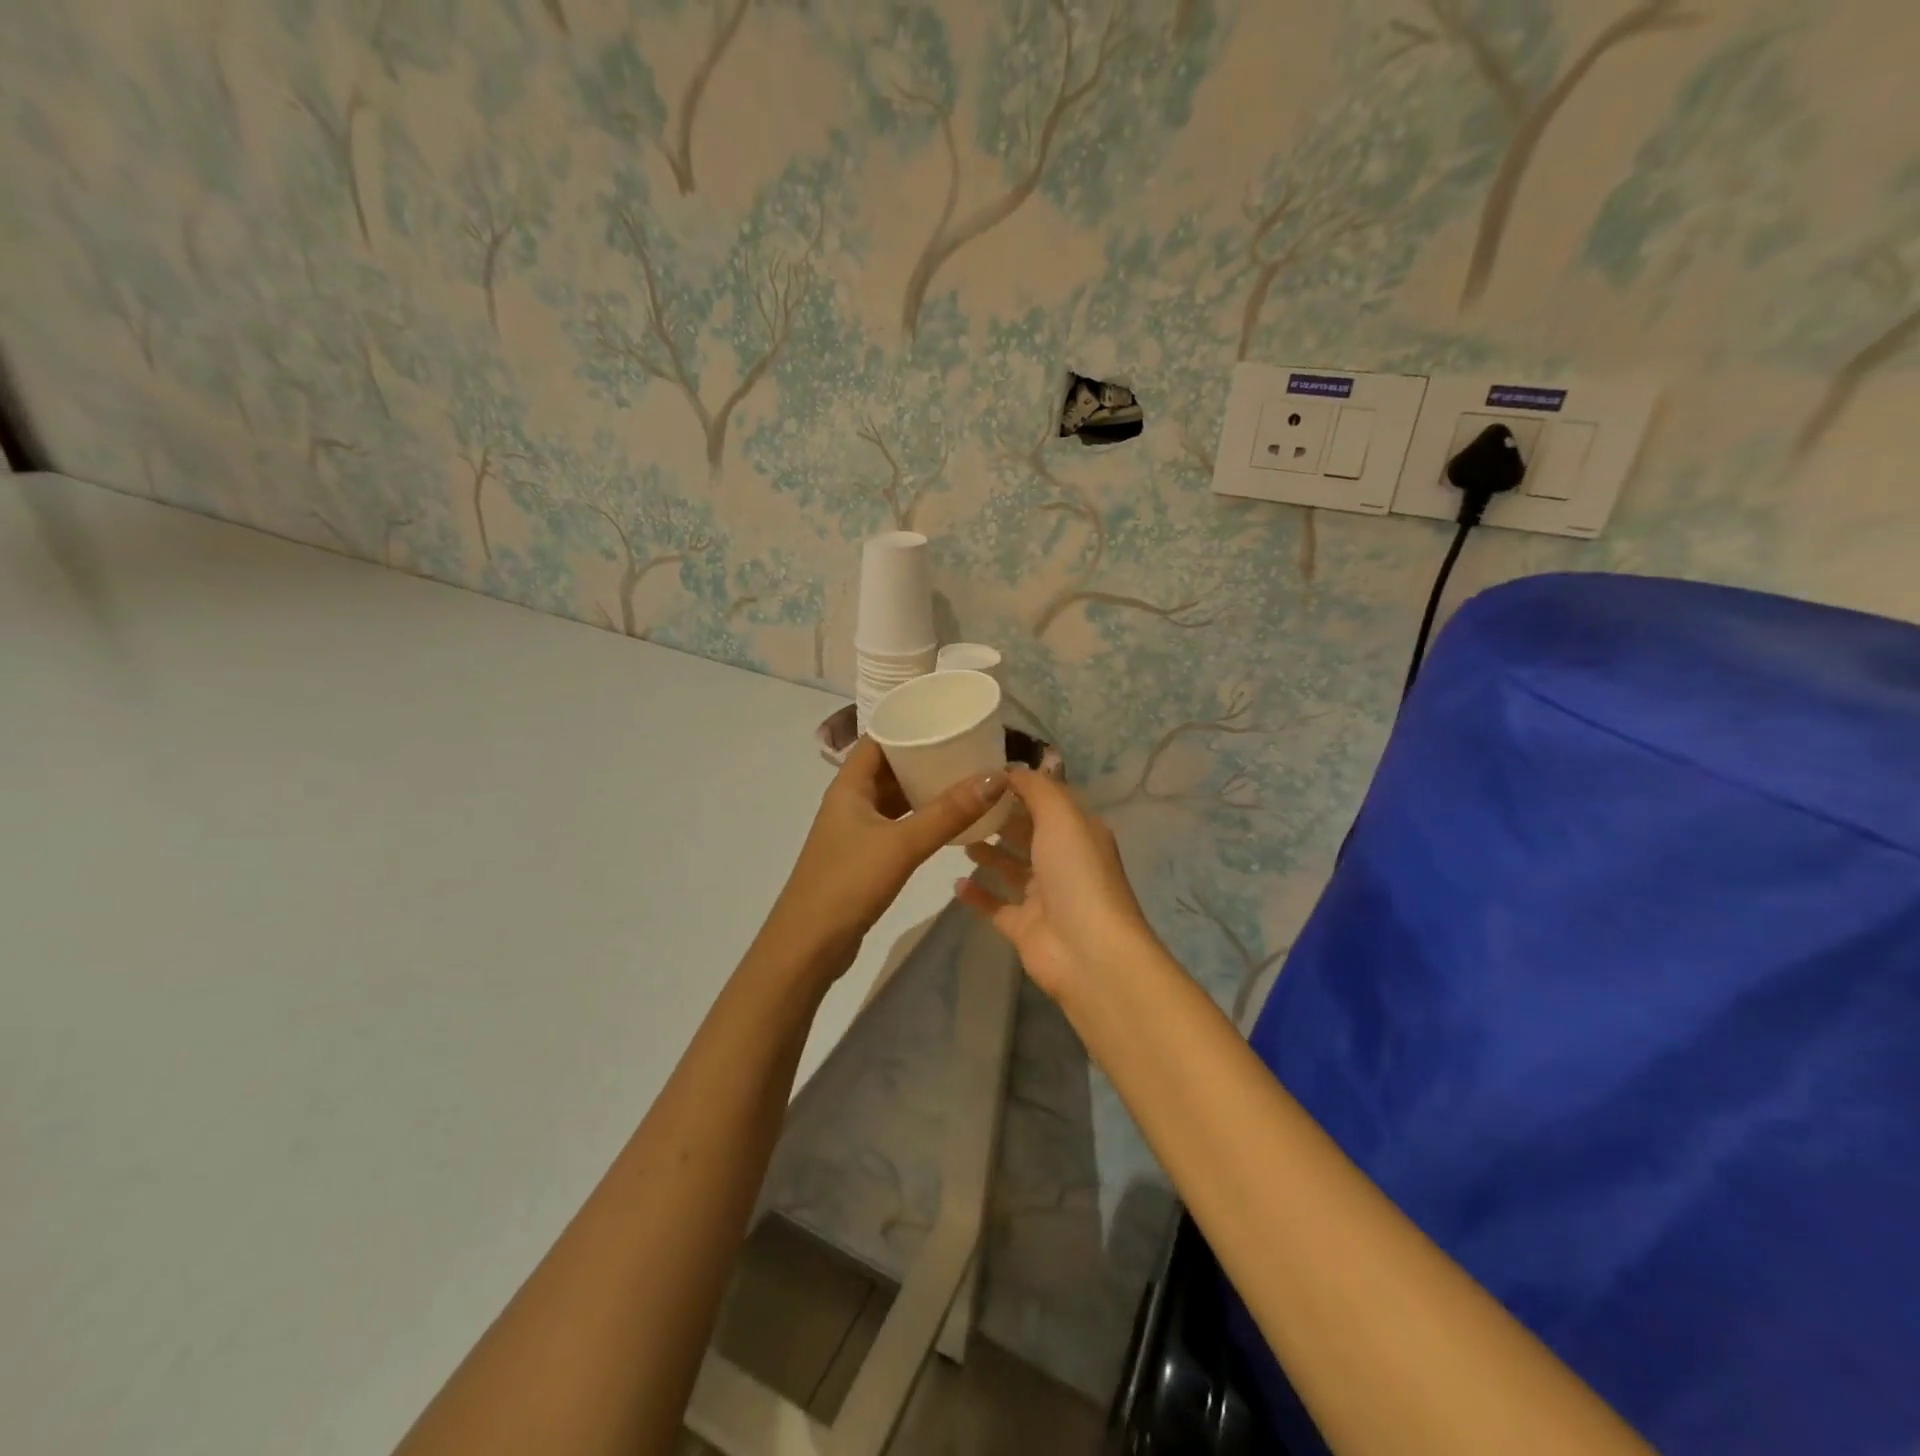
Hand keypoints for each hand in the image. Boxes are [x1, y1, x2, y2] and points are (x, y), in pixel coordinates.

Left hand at [765, 738, 1006, 978]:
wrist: (809, 944)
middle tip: (967, 748)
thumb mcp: (902, 844)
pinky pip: (896, 822)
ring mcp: (856, 829)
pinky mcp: (863, 855)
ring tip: (965, 778)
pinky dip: (919, 816)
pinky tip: (947, 819)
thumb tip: (997, 776)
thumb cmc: (849, 883)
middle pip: (889, 766)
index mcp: (849, 785)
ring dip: (923, 788)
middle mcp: (850, 800)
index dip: (909, 724)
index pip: (879, 739)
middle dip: (924, 756)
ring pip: (893, 797)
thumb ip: (948, 812)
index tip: (947, 718)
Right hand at [957, 768, 1158, 1004]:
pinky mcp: (1024, 927)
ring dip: (989, 852)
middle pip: (1028, 833)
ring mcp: (1043, 897)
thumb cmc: (1076, 873)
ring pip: (1012, 868)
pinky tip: (955, 883)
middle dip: (1001, 818)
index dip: (1020, 787)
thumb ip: (1036, 789)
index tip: (983, 774)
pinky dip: (978, 895)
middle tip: (963, 804)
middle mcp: (1063, 861)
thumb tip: (1011, 770)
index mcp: (1078, 833)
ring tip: (958, 837)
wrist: (1088, 951)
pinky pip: (996, 906)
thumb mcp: (1061, 816)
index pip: (1048, 801)